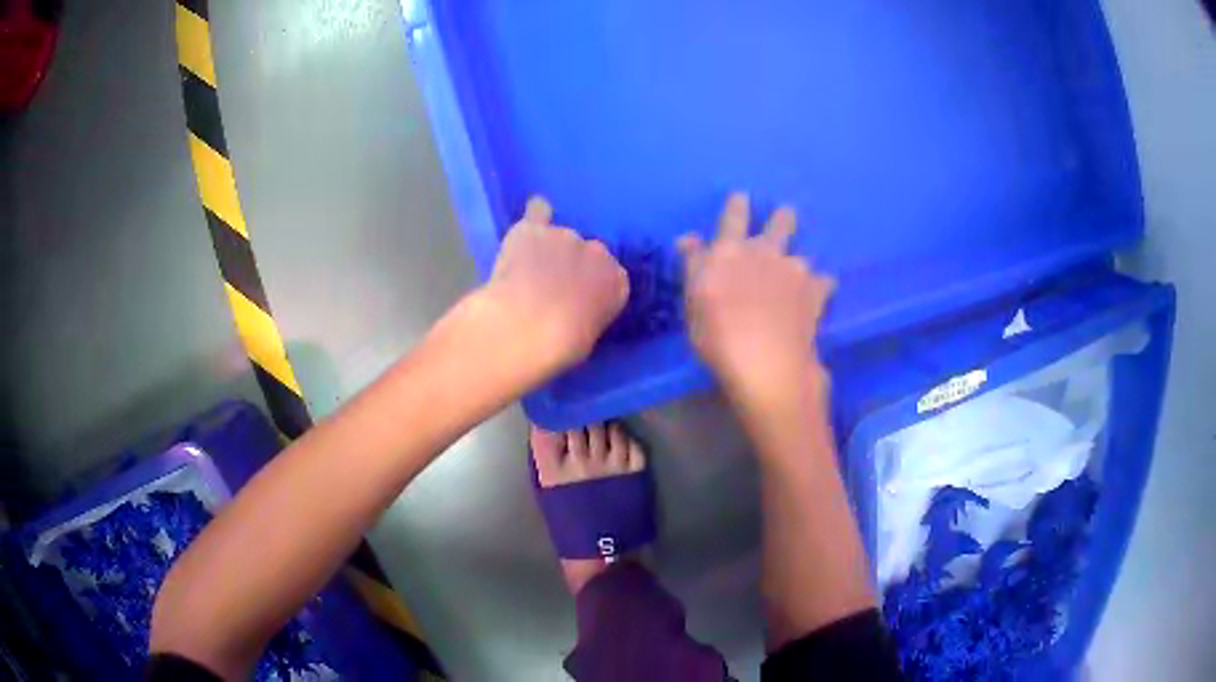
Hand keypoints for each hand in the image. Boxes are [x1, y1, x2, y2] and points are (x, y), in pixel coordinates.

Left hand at [476, 196, 628, 379]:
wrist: (523, 327)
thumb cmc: (559, 347)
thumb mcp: (588, 336)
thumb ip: (590, 312)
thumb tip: (577, 307)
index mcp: (618, 282)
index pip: (611, 277)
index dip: (591, 287)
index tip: (578, 300)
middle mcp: (598, 252)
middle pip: (588, 253)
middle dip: (573, 266)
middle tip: (552, 288)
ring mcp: (564, 236)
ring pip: (560, 238)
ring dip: (549, 250)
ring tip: (528, 272)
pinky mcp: (532, 229)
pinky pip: (538, 211)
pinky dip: (535, 215)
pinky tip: (529, 223)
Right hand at [679, 193, 834, 402]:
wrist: (766, 361)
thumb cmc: (717, 335)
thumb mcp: (693, 300)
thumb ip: (693, 265)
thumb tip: (688, 238)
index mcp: (730, 251)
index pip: (733, 216)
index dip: (738, 205)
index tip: (742, 197)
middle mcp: (765, 252)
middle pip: (781, 222)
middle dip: (783, 217)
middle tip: (785, 217)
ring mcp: (795, 272)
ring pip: (802, 255)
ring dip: (798, 263)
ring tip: (798, 276)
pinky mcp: (817, 294)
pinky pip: (824, 283)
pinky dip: (821, 287)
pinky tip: (818, 297)